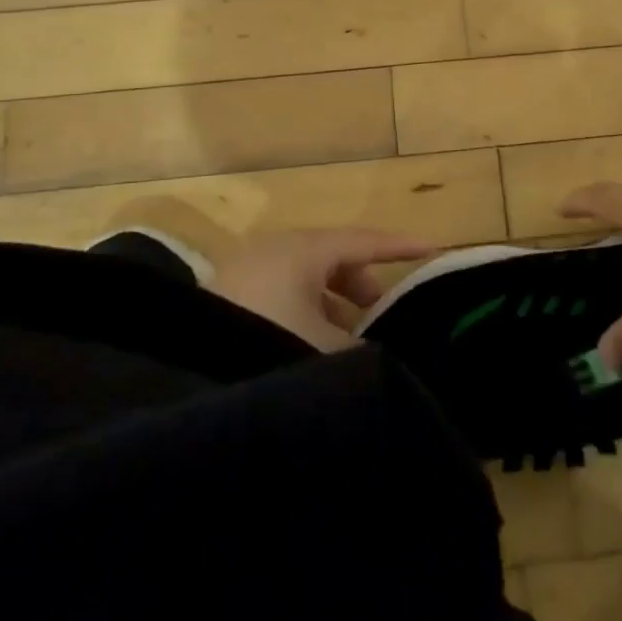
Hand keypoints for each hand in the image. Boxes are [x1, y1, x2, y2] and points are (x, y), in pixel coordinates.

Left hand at [208, 228, 440, 350]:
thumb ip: (362, 347)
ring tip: (352, 340)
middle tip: (387, 313)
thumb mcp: (326, 349)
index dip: (401, 247)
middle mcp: (273, 252)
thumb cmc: (267, 346)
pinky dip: (307, 314)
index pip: (363, 240)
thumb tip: (383, 352)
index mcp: (301, 250)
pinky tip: (311, 349)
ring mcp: (246, 274)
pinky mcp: (228, 301)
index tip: (435, 250)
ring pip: (307, 281)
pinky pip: (283, 297)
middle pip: (334, 258)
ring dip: (334, 305)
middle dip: (364, 284)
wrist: (186, 380)